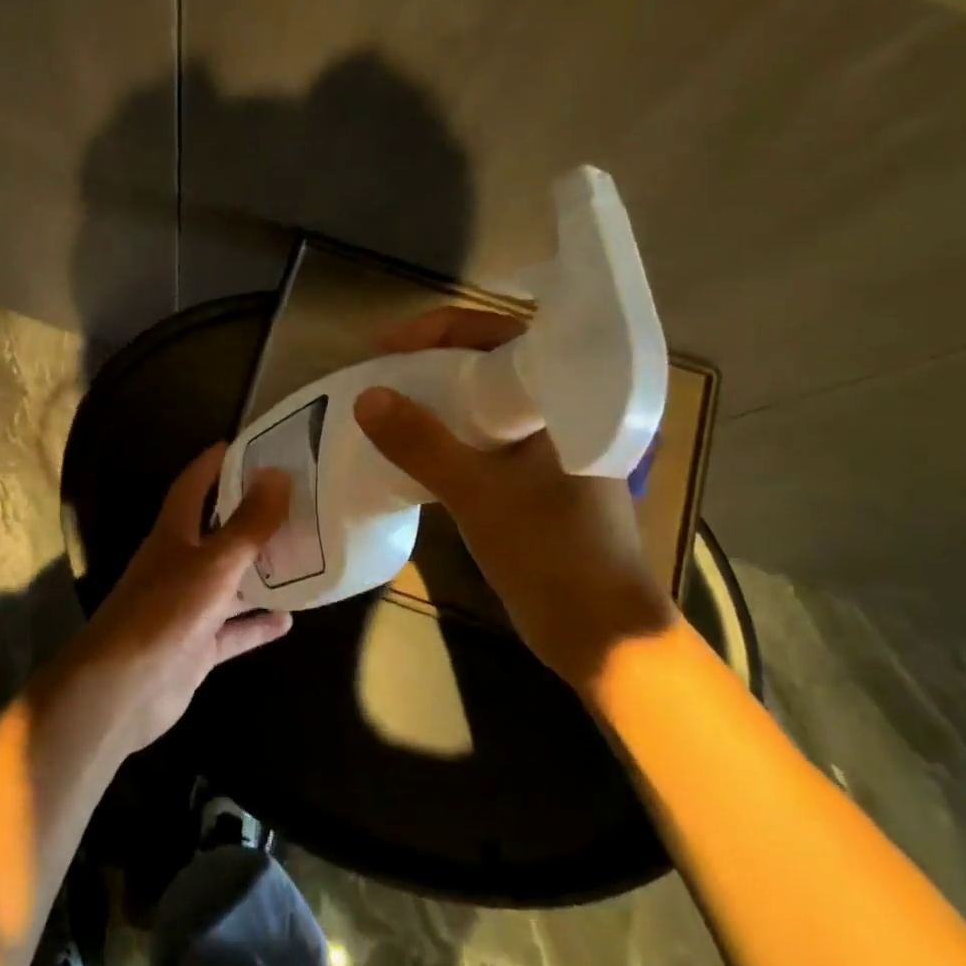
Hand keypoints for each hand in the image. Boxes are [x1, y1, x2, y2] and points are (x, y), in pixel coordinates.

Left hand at [68, 445, 292, 754]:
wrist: (122, 691)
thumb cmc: (165, 613)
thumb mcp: (214, 563)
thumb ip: (249, 523)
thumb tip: (278, 473)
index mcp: (174, 534)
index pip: (194, 485)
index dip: (216, 463)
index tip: (249, 445)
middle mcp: (179, 564)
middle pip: (217, 531)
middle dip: (249, 515)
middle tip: (293, 500)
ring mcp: (188, 607)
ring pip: (230, 581)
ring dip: (260, 571)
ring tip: (302, 555)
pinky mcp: (196, 646)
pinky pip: (233, 630)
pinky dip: (257, 624)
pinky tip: (289, 619)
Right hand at [353, 306, 674, 690]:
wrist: (600, 635)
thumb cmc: (554, 552)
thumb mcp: (479, 493)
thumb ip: (422, 443)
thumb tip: (365, 396)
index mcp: (563, 397)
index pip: (499, 334)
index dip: (440, 330)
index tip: (388, 345)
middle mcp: (554, 412)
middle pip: (484, 364)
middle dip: (429, 361)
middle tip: (378, 370)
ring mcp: (541, 447)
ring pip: (477, 403)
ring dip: (432, 399)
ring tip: (383, 402)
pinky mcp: (527, 479)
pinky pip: (476, 439)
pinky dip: (441, 436)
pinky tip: (406, 446)